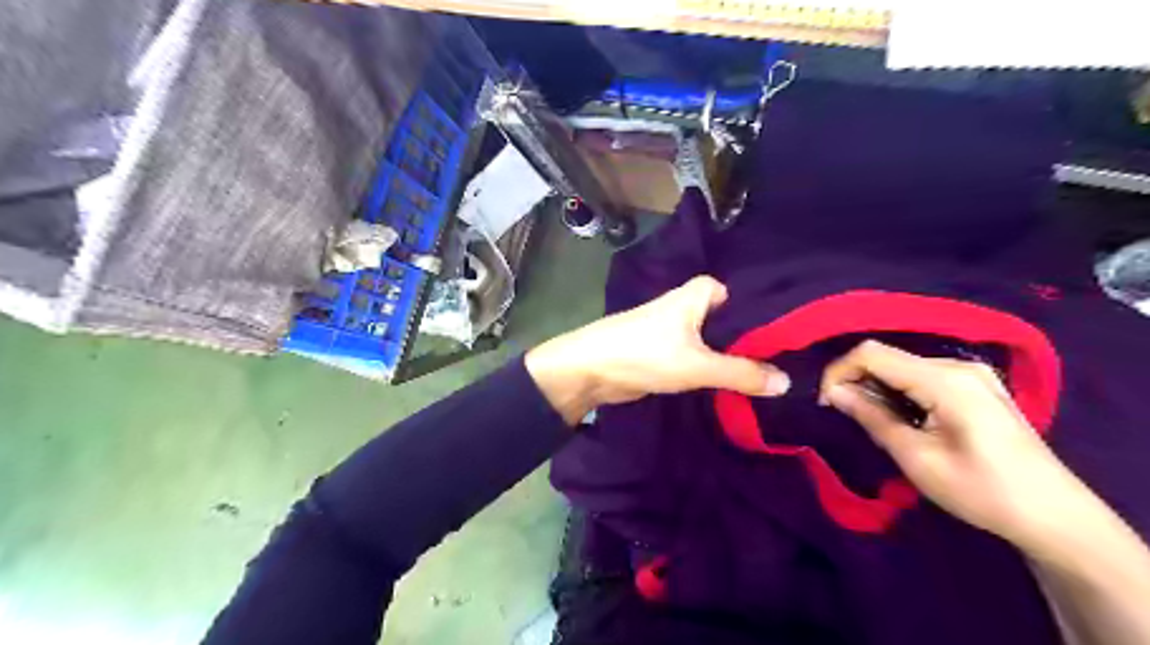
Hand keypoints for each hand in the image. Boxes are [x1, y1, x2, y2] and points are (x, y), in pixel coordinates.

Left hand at [523, 275, 785, 424]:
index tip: (792, 334)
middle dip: (753, 339)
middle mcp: (689, 307)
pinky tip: (737, 382)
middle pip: (731, 321)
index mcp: (698, 294)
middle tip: (789, 359)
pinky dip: (715, 367)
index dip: (763, 312)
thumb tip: (787, 382)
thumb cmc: (645, 353)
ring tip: (771, 374)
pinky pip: (701, 356)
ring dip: (734, 357)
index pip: (741, 295)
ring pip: (715, 341)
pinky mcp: (667, 351)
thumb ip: (741, 373)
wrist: (591, 370)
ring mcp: (677, 330)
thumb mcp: (698, 365)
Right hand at [822, 340, 1084, 547]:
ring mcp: (971, 373)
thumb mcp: (917, 458)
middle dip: (856, 380)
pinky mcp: (976, 386)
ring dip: (877, 387)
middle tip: (843, 414)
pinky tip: (899, 417)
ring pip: (902, 366)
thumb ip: (872, 418)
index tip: (825, 401)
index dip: (839, 371)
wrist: (1055, 516)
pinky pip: (922, 376)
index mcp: (946, 380)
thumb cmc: (982, 491)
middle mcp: (958, 365)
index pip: (872, 353)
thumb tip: (833, 392)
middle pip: (888, 357)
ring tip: (870, 420)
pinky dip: (899, 391)